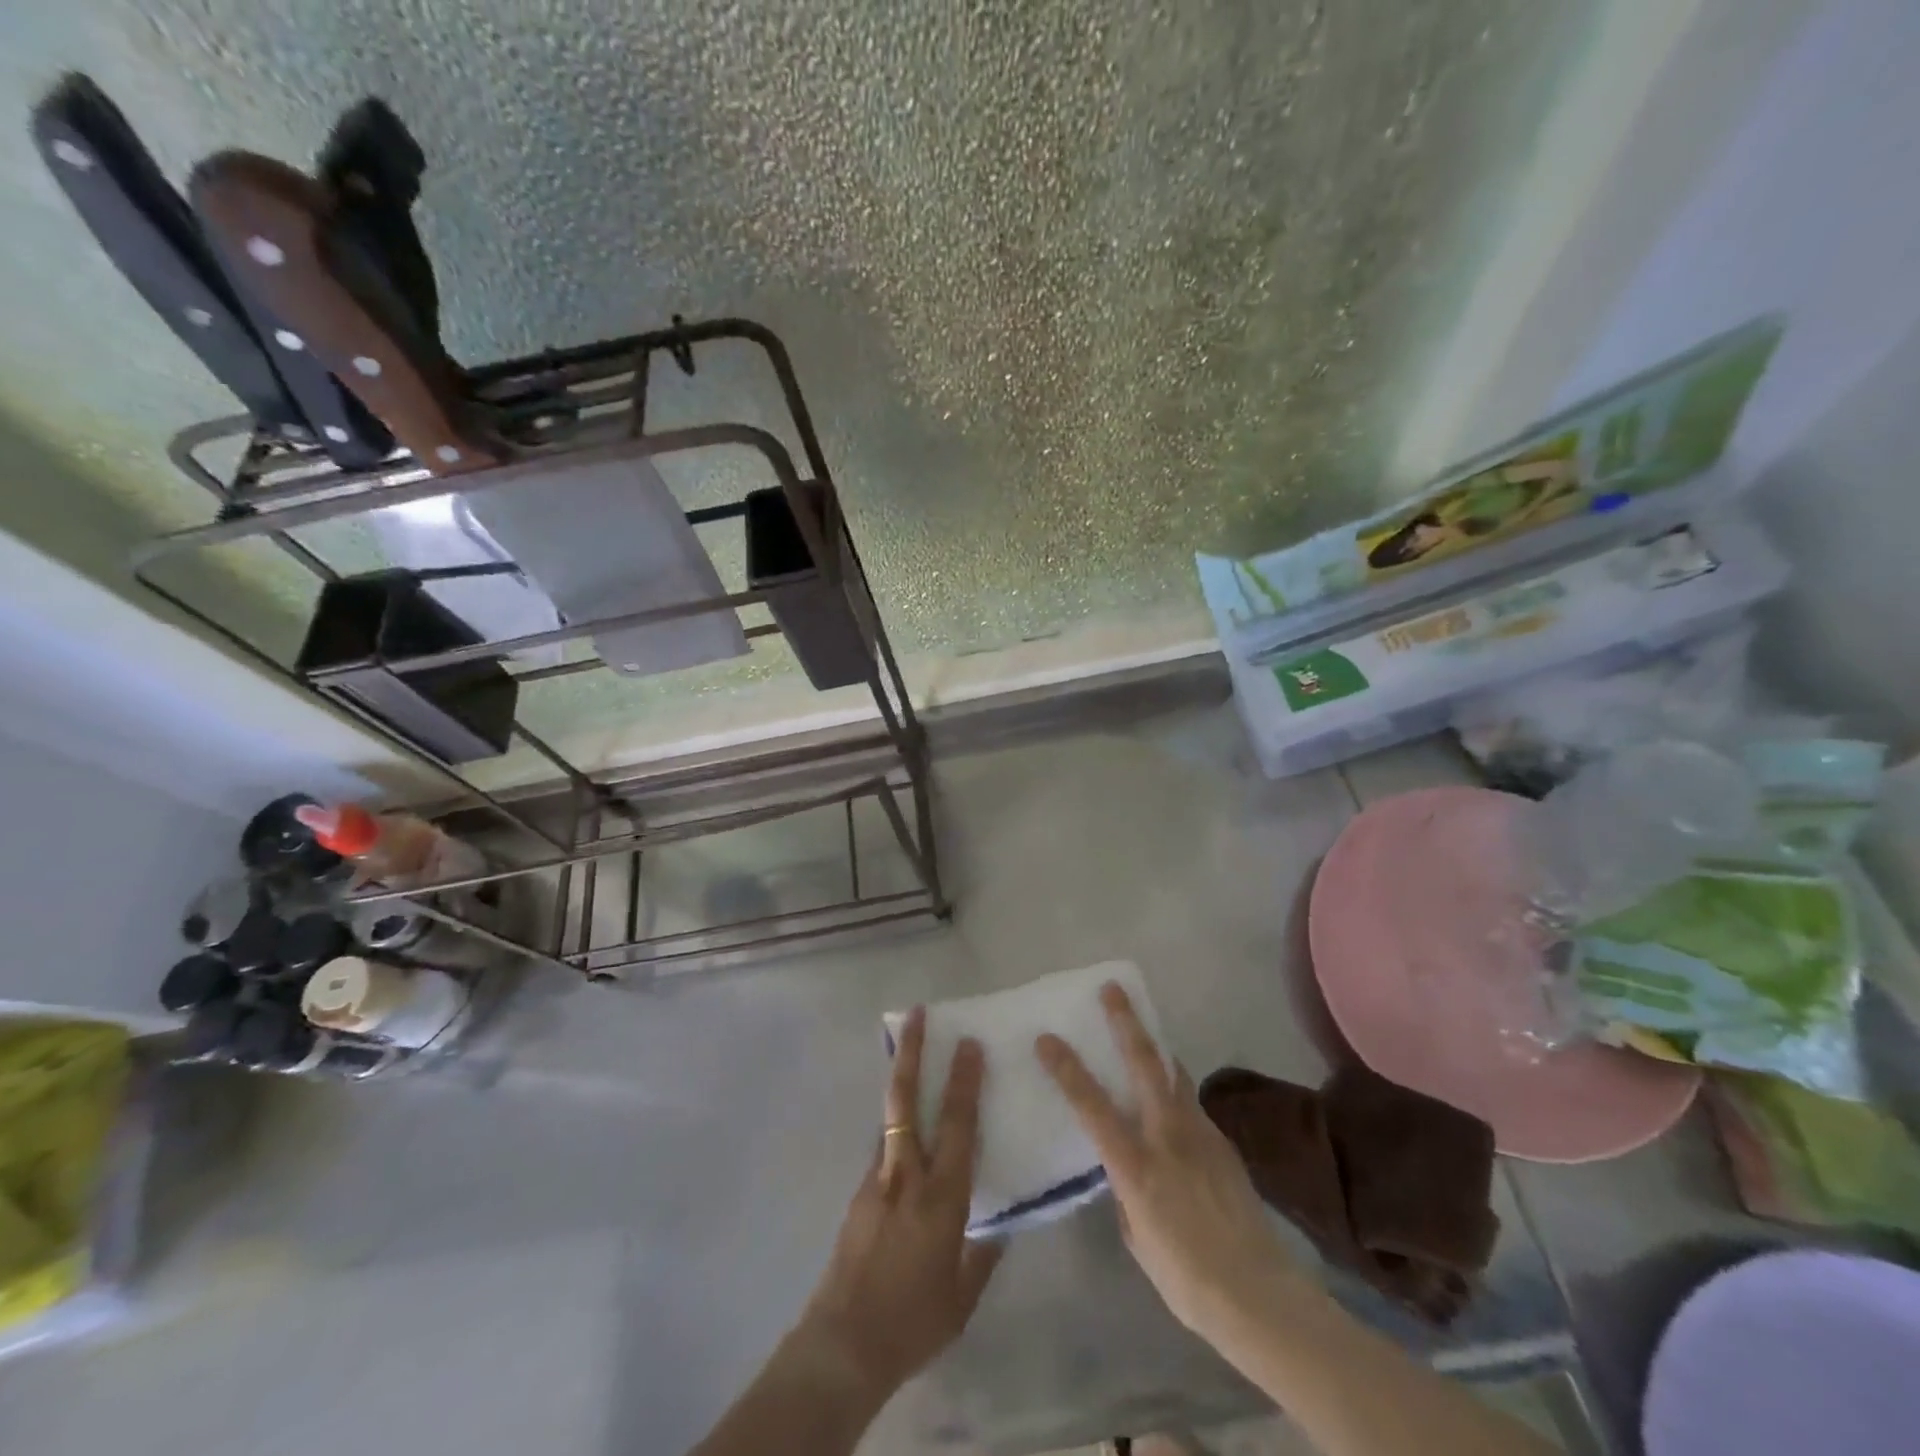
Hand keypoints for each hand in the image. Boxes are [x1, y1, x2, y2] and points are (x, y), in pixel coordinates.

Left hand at [796, 1007, 1001, 1399]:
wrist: (845, 1342)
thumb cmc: (915, 1320)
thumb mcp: (964, 1294)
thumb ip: (983, 1251)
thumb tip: (1000, 1222)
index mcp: (942, 1196)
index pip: (958, 1124)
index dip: (965, 1080)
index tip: (969, 1043)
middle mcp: (907, 1173)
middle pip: (907, 1098)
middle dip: (913, 1052)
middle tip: (918, 1014)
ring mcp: (877, 1178)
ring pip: (890, 1115)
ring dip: (901, 1078)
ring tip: (909, 1050)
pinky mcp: (859, 1191)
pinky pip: (883, 1144)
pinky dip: (895, 1123)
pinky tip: (905, 1130)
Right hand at [1035, 983, 1309, 1343]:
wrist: (1258, 1294)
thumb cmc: (1185, 1277)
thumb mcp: (1136, 1237)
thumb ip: (1125, 1191)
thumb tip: (1124, 1168)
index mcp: (1136, 1165)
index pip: (1092, 1106)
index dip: (1067, 1069)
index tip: (1047, 1039)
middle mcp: (1168, 1136)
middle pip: (1144, 1064)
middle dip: (1126, 1022)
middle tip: (1112, 990)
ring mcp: (1201, 1134)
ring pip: (1174, 1075)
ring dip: (1155, 1048)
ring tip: (1143, 1032)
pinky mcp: (1223, 1142)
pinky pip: (1192, 1103)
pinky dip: (1176, 1089)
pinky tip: (1172, 1102)